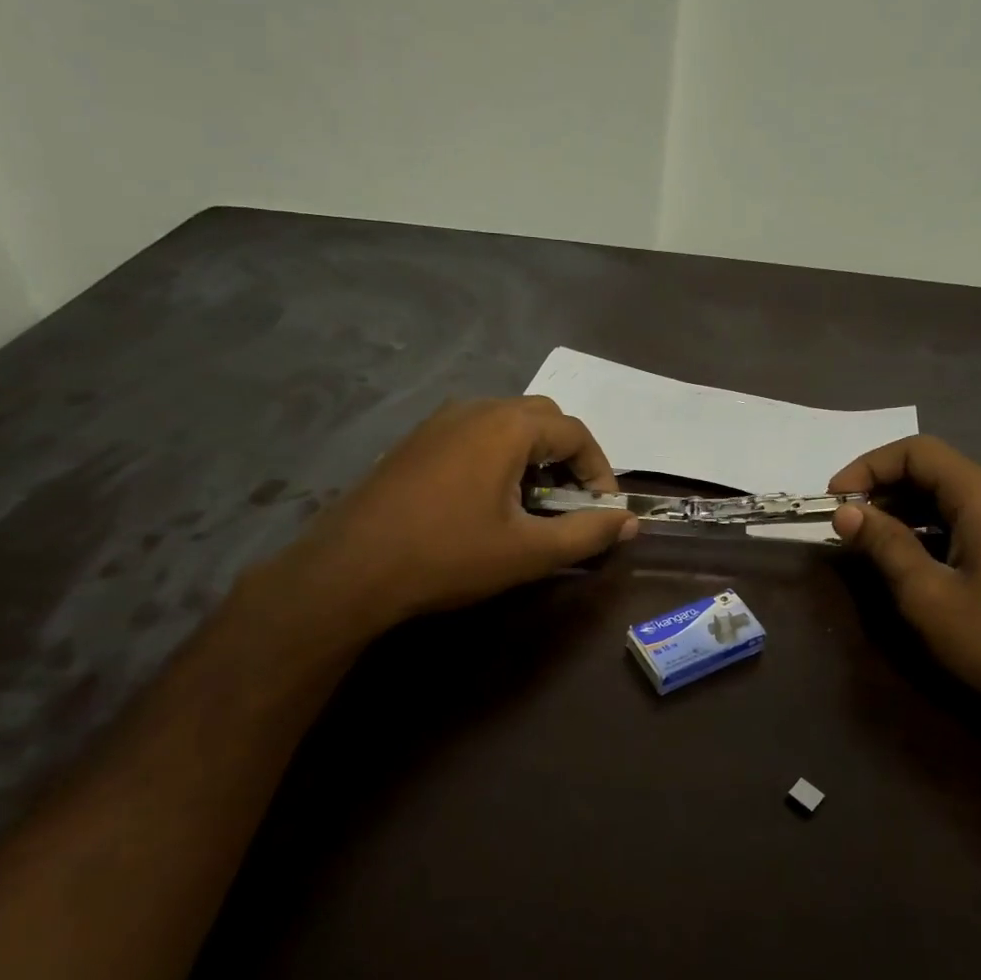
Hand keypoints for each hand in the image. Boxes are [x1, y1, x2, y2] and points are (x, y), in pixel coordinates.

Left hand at [257, 397, 636, 642]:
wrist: (351, 570)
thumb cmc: (449, 556)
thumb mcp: (529, 552)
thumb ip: (587, 533)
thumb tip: (629, 521)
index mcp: (507, 426)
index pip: (575, 432)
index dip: (600, 471)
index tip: (604, 511)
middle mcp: (474, 409)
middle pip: (542, 419)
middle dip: (567, 458)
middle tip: (571, 504)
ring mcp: (439, 422)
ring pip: (506, 425)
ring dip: (533, 458)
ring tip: (533, 506)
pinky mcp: (416, 442)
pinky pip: (474, 436)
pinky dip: (499, 459)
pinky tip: (488, 503)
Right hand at [829, 436, 980, 720]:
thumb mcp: (927, 595)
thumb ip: (885, 545)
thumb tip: (845, 511)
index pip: (918, 452)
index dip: (868, 467)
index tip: (834, 499)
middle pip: (934, 470)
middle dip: (882, 488)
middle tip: (843, 521)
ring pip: (948, 497)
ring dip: (902, 510)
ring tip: (864, 540)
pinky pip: (964, 522)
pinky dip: (927, 529)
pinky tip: (904, 557)